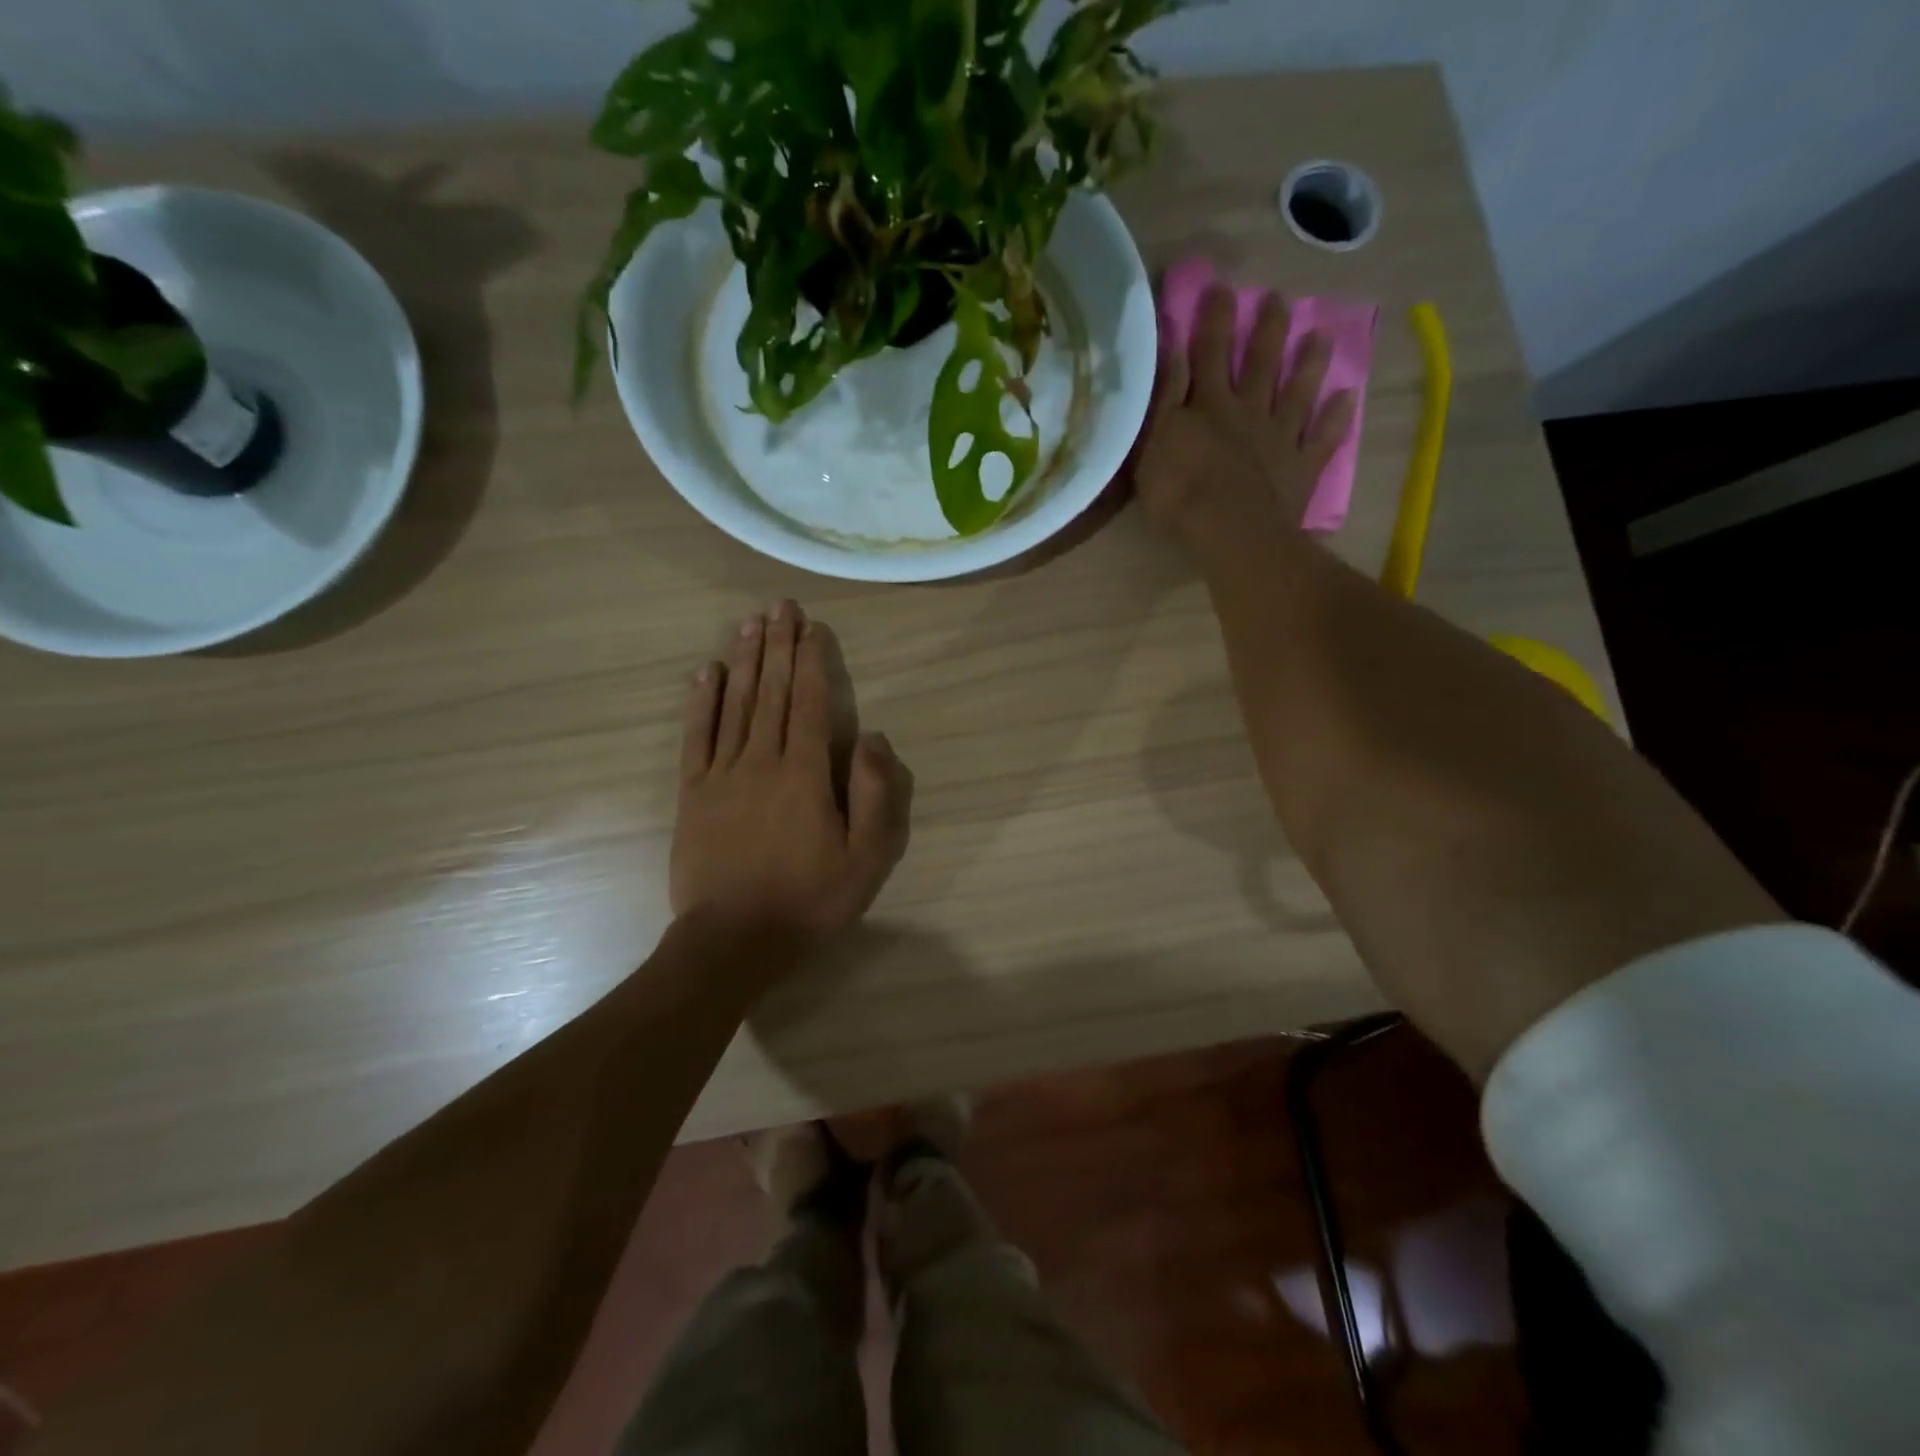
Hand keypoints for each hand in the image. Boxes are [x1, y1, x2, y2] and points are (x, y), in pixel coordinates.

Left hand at [672, 600, 912, 941]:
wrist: (733, 941)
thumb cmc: (809, 902)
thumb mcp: (866, 859)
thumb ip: (875, 795)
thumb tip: (871, 736)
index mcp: (805, 774)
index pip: (808, 703)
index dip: (811, 661)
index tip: (812, 627)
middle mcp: (761, 761)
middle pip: (770, 692)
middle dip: (777, 646)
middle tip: (779, 606)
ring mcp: (721, 775)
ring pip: (734, 705)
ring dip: (743, 660)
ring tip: (749, 623)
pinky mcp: (692, 794)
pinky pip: (696, 737)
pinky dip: (701, 702)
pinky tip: (704, 672)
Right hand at [1134, 284, 1355, 552]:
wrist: (1228, 532)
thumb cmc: (1178, 493)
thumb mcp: (1153, 444)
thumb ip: (1165, 398)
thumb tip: (1172, 350)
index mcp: (1208, 405)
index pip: (1209, 352)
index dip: (1213, 319)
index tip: (1221, 287)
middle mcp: (1247, 411)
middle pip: (1259, 363)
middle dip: (1266, 329)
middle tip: (1278, 298)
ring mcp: (1279, 438)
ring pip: (1296, 392)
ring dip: (1308, 364)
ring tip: (1321, 336)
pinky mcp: (1300, 468)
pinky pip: (1322, 438)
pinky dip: (1335, 418)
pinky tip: (1347, 397)